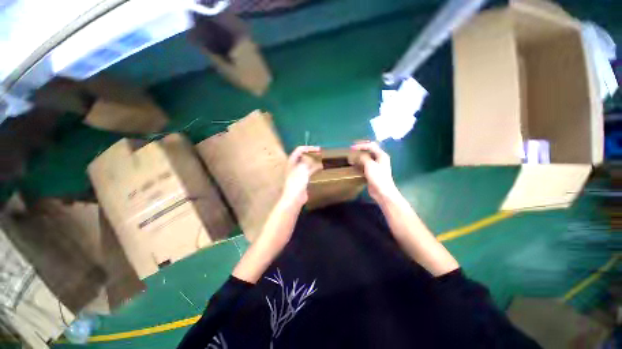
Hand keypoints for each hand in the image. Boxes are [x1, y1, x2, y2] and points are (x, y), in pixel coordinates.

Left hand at [281, 146, 321, 205]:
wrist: (295, 198)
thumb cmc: (297, 183)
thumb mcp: (303, 169)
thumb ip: (308, 161)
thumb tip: (313, 158)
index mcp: (292, 162)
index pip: (299, 150)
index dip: (309, 148)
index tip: (319, 149)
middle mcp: (294, 166)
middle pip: (303, 156)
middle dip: (312, 154)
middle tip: (322, 153)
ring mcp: (298, 173)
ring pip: (307, 163)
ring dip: (315, 161)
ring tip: (323, 159)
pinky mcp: (303, 179)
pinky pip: (310, 171)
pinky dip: (315, 168)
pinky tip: (321, 168)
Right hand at [352, 141, 399, 203]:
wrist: (382, 192)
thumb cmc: (377, 177)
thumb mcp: (370, 165)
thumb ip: (363, 157)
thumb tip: (358, 155)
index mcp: (381, 155)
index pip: (371, 145)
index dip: (361, 145)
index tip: (352, 147)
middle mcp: (379, 159)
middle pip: (369, 151)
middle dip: (360, 150)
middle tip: (351, 151)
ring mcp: (376, 166)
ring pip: (366, 158)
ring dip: (359, 157)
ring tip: (351, 158)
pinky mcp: (372, 172)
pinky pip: (365, 165)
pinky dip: (359, 164)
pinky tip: (354, 166)